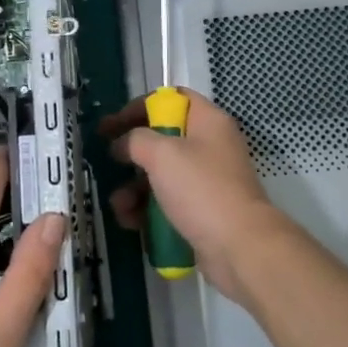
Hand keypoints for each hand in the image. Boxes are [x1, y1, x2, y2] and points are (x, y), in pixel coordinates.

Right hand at [100, 90, 282, 302]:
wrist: (240, 247)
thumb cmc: (201, 190)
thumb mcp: (162, 154)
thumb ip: (135, 139)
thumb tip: (123, 144)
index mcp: (208, 121)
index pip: (171, 99)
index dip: (138, 107)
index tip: (111, 124)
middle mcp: (210, 146)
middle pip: (163, 140)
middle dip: (132, 154)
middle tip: (107, 162)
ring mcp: (207, 181)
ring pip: (161, 175)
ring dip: (134, 188)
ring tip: (120, 205)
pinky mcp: (203, 211)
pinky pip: (168, 203)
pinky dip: (147, 210)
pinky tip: (131, 222)